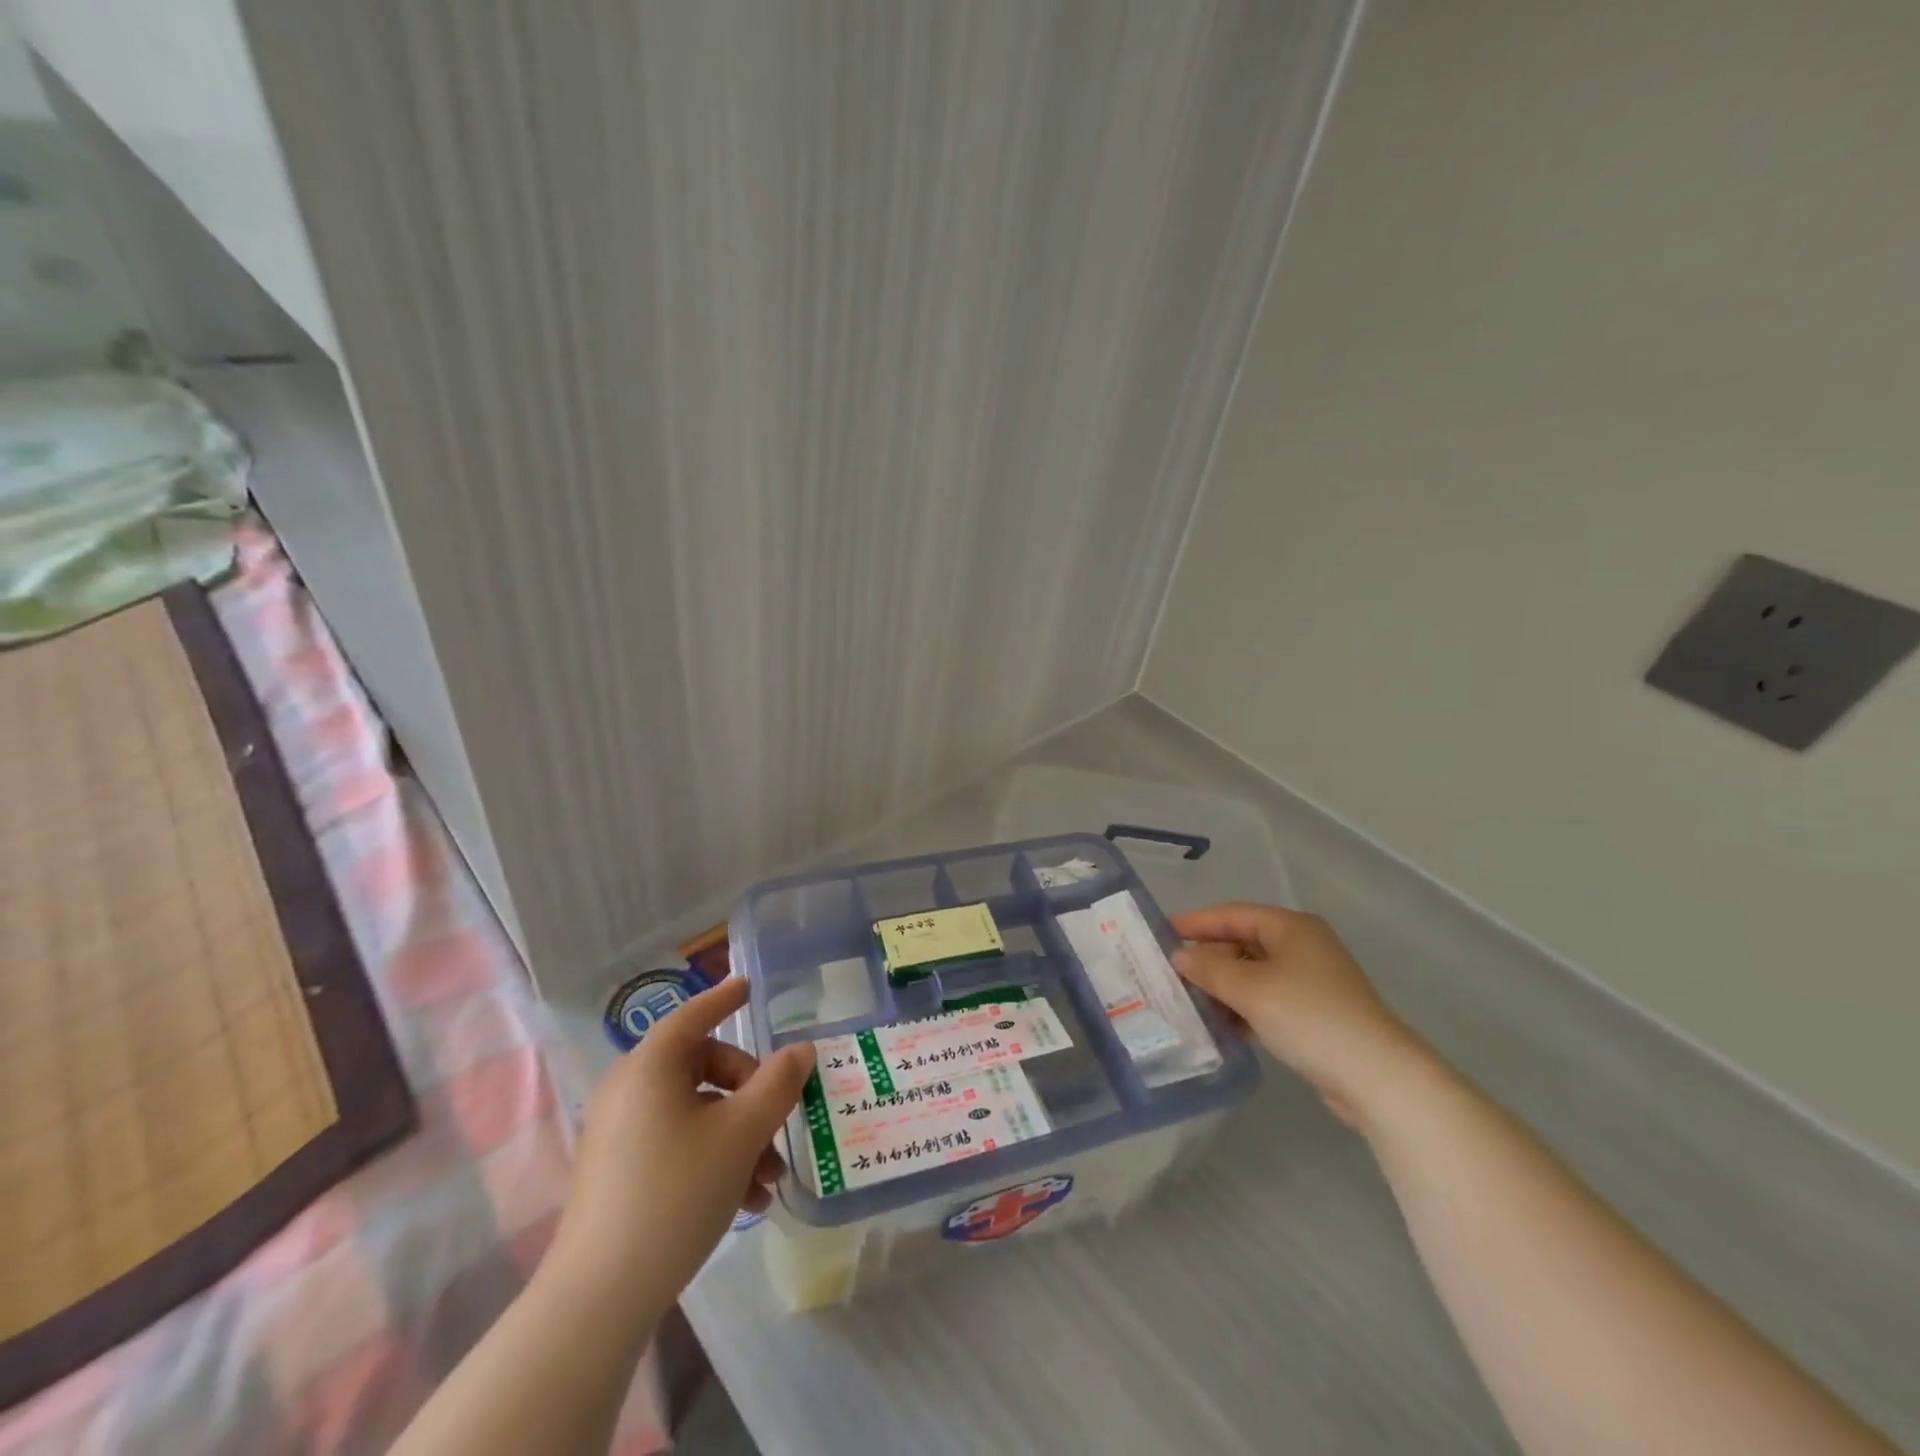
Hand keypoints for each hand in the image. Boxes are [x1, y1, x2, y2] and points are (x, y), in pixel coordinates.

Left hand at [546, 978, 814, 1315]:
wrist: (597, 1300)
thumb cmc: (676, 1194)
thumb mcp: (741, 1135)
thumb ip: (777, 1084)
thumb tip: (800, 1049)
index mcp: (651, 1067)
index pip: (693, 1016)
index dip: (724, 999)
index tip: (748, 987)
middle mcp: (629, 1090)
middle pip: (703, 1067)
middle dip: (750, 1093)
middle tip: (779, 1124)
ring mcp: (619, 1132)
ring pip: (695, 1111)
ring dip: (739, 1134)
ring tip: (769, 1181)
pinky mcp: (617, 1171)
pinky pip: (676, 1141)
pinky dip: (713, 1156)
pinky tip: (745, 1200)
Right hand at [1172, 903, 1428, 1129]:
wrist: (1376, 1076)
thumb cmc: (1309, 1017)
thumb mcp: (1250, 989)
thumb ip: (1209, 969)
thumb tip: (1180, 957)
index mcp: (1291, 927)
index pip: (1232, 914)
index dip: (1196, 922)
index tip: (1162, 932)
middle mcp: (1302, 946)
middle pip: (1242, 943)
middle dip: (1209, 960)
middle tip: (1174, 976)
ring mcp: (1311, 980)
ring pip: (1254, 974)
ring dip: (1224, 988)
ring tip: (1191, 1004)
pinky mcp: (1315, 1012)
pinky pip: (1267, 999)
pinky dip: (1244, 1008)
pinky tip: (1224, 1028)